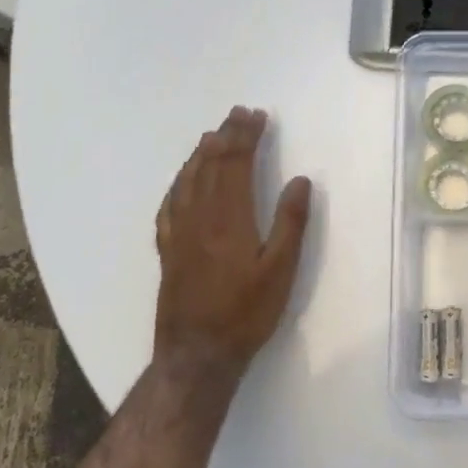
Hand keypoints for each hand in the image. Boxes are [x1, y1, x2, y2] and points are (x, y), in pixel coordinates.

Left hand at [153, 107, 312, 374]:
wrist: (197, 354)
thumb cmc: (246, 313)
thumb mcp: (281, 270)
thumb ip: (291, 223)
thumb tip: (300, 180)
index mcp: (230, 218)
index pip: (236, 164)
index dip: (246, 137)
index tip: (256, 116)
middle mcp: (200, 217)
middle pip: (211, 165)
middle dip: (226, 136)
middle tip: (238, 114)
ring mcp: (179, 233)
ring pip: (187, 181)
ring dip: (201, 154)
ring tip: (212, 135)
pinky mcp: (168, 250)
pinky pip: (169, 205)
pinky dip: (178, 183)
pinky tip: (182, 181)